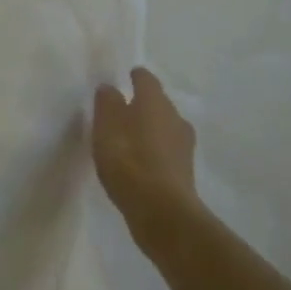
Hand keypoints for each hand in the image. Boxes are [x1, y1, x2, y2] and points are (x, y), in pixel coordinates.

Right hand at [92, 68, 199, 239]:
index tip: (126, 77)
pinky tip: (140, 163)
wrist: (162, 212)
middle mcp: (174, 117)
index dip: (136, 77)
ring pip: (165, 128)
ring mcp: (184, 146)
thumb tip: (110, 88)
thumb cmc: (128, 160)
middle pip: (158, 103)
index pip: (146, 79)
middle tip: (123, 110)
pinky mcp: (185, 171)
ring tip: (130, 139)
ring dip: (150, 129)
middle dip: (143, 104)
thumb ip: (106, 103)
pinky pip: (166, 151)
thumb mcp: (105, 127)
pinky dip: (155, 152)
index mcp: (155, 101)